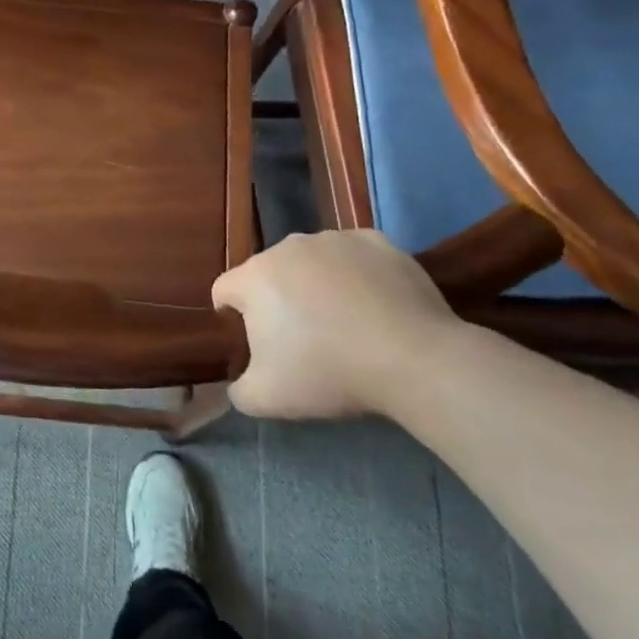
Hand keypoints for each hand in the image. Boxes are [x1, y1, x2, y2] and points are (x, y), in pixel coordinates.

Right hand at [212, 230, 460, 419]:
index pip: (224, 291)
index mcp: (254, 277)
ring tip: (343, 322)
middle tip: (302, 339)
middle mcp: (288, 246)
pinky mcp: (376, 241)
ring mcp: (335, 239)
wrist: (414, 359)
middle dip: (276, 301)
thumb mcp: (266, 399)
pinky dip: (355, 276)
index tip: (257, 345)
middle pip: (268, 274)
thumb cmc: (329, 373)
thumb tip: (239, 382)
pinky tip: (373, 306)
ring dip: (314, 285)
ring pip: (310, 262)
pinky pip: (352, 257)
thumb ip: (238, 389)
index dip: (232, 319)